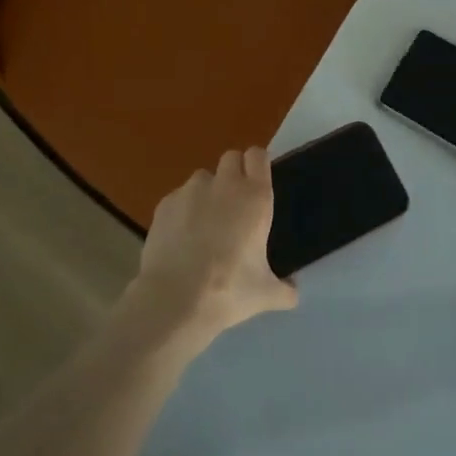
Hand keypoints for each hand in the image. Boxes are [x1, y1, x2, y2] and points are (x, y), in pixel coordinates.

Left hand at [128, 149, 297, 345]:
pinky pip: (179, 198)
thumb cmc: (229, 291)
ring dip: (208, 192)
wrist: (174, 300)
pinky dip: (183, 210)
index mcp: (254, 198)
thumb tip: (292, 290)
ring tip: (205, 224)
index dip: (258, 165)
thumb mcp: (267, 295)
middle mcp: (223, 185)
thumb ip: (285, 289)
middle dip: (235, 173)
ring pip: (202, 178)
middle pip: (230, 158)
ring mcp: (190, 191)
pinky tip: (181, 238)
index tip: (259, 182)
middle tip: (236, 205)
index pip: (258, 156)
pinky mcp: (163, 204)